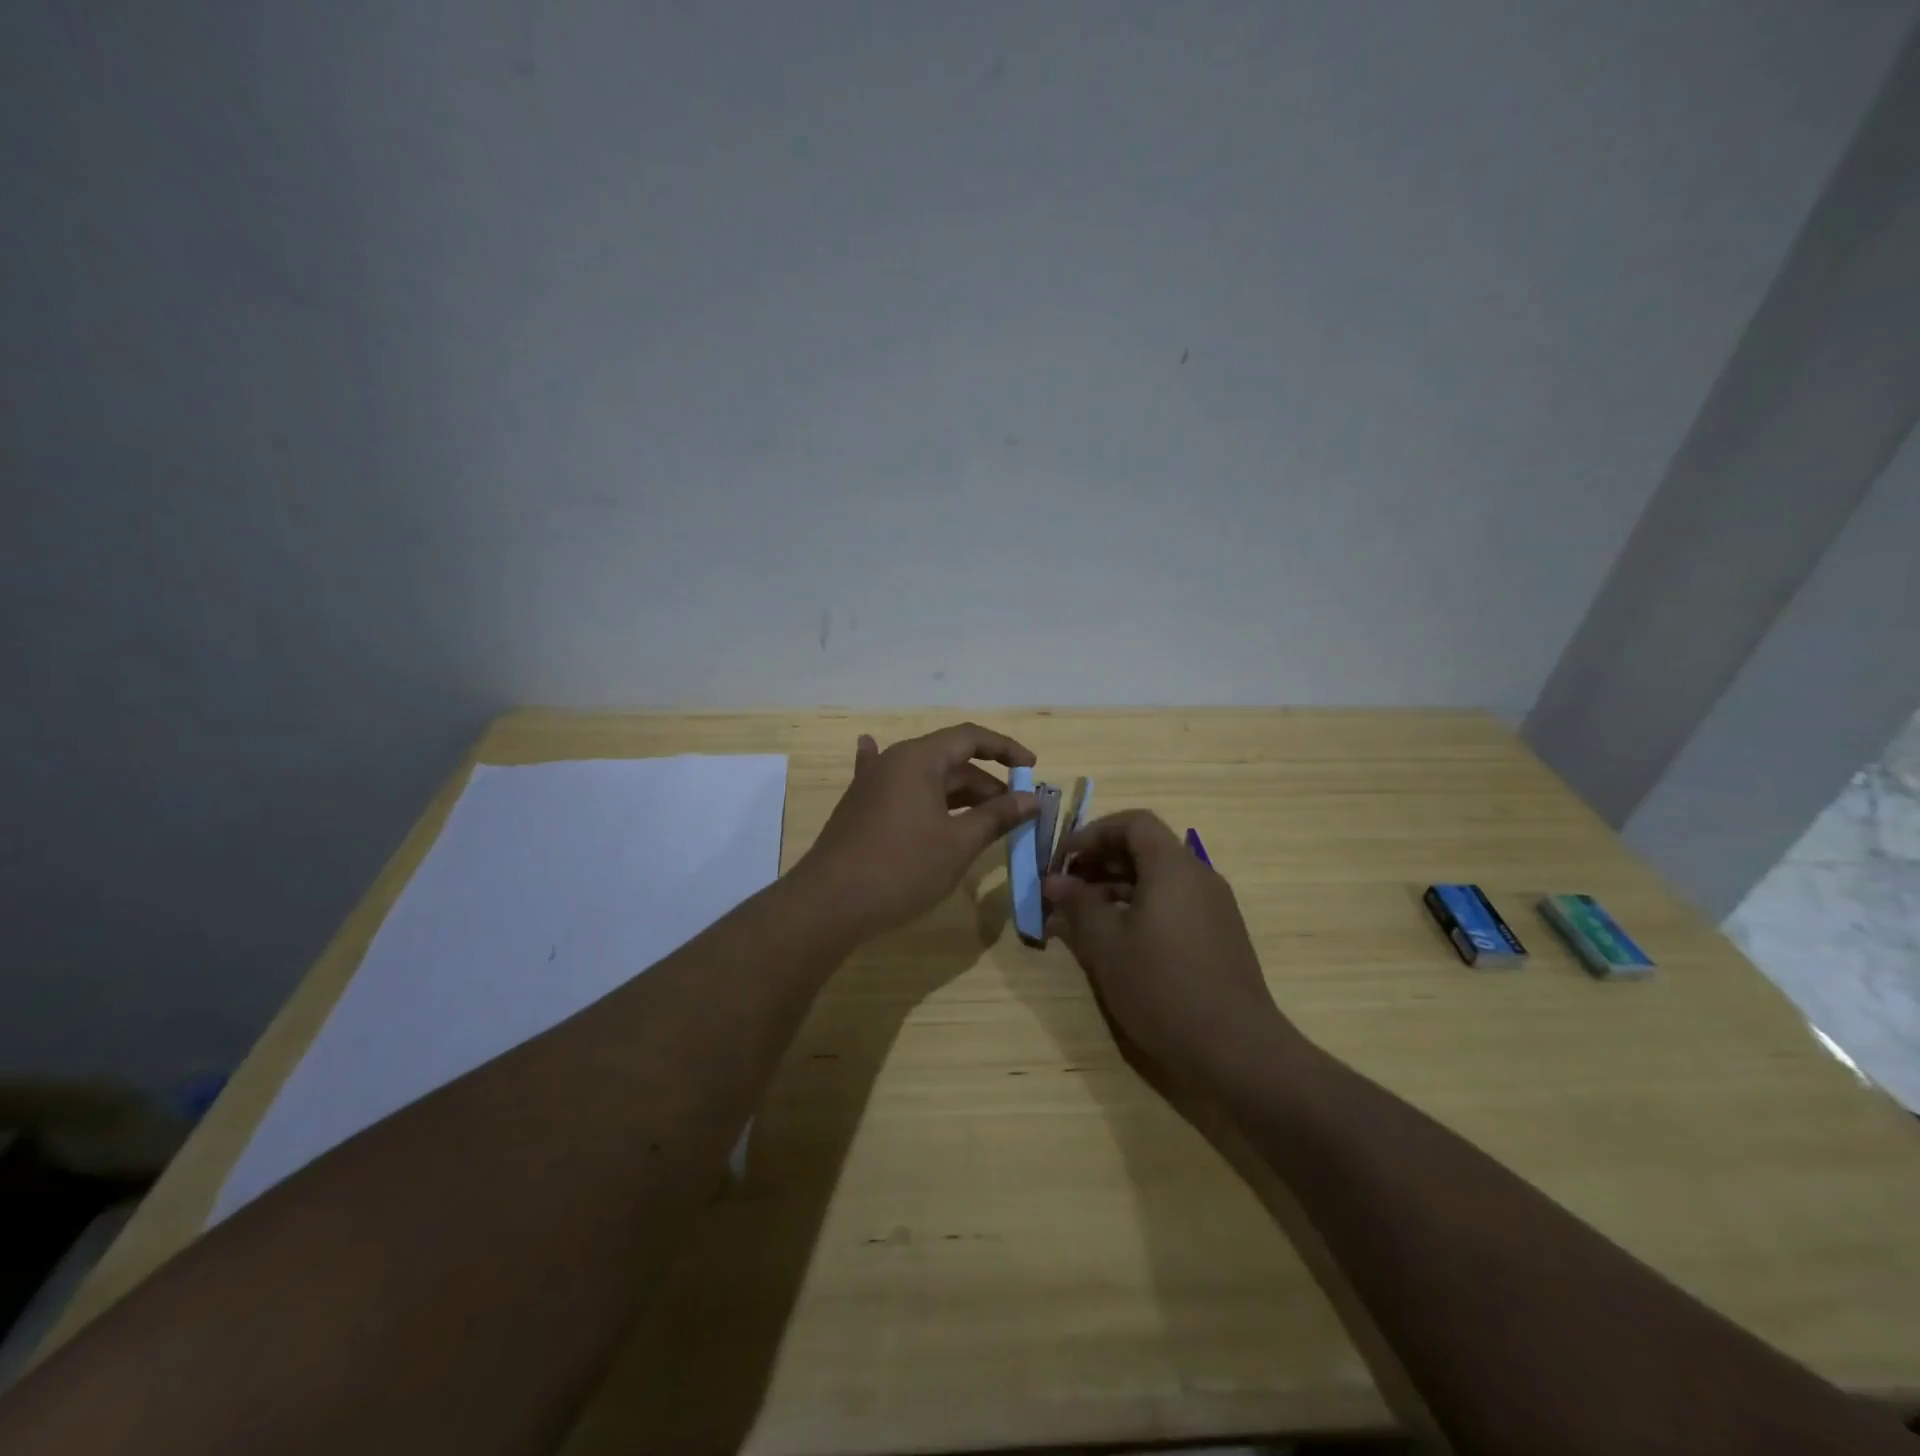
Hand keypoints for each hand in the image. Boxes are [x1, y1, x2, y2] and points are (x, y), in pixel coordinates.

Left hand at [798, 722, 1038, 939]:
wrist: (830, 903)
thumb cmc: (902, 868)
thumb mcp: (958, 843)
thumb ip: (997, 816)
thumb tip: (1031, 799)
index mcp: (919, 759)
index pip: (970, 737)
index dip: (1005, 750)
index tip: (1032, 769)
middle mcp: (893, 762)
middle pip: (951, 761)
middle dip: (987, 785)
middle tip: (1016, 815)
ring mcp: (872, 785)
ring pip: (928, 781)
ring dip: (959, 796)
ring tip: (986, 819)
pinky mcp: (861, 809)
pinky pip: (896, 790)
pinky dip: (910, 786)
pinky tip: (879, 754)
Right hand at [1044, 810, 1296, 1078]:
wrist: (1237, 1049)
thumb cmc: (1162, 987)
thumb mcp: (1106, 944)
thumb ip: (1078, 905)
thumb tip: (1054, 881)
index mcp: (1173, 867)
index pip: (1133, 823)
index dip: (1094, 833)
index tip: (1064, 860)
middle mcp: (1198, 876)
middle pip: (1146, 848)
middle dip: (1102, 860)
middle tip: (1067, 887)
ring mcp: (1214, 906)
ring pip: (1159, 877)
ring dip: (1118, 885)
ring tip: (1084, 915)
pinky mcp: (1219, 935)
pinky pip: (1174, 902)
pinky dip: (1141, 906)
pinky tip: (1119, 938)